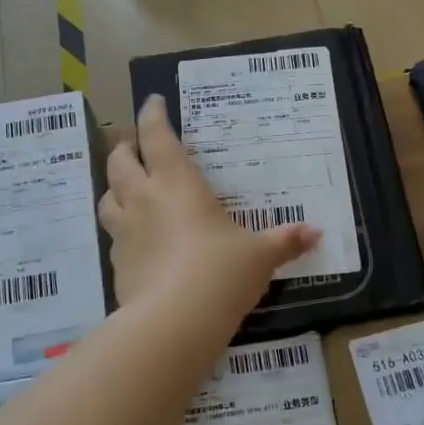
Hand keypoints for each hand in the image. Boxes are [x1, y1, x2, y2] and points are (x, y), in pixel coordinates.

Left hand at [99, 94, 320, 308]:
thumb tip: (317, 232)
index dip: (153, 115)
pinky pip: (113, 236)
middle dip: (125, 149)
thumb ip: (285, 241)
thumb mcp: (260, 256)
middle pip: (120, 162)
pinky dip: (121, 229)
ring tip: (126, 189)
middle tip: (135, 146)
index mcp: (177, 183)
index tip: (153, 102)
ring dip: (114, 187)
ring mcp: (125, 232)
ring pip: (106, 197)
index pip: (157, 137)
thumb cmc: (221, 272)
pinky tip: (135, 240)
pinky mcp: (117, 264)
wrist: (174, 322)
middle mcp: (144, 199)